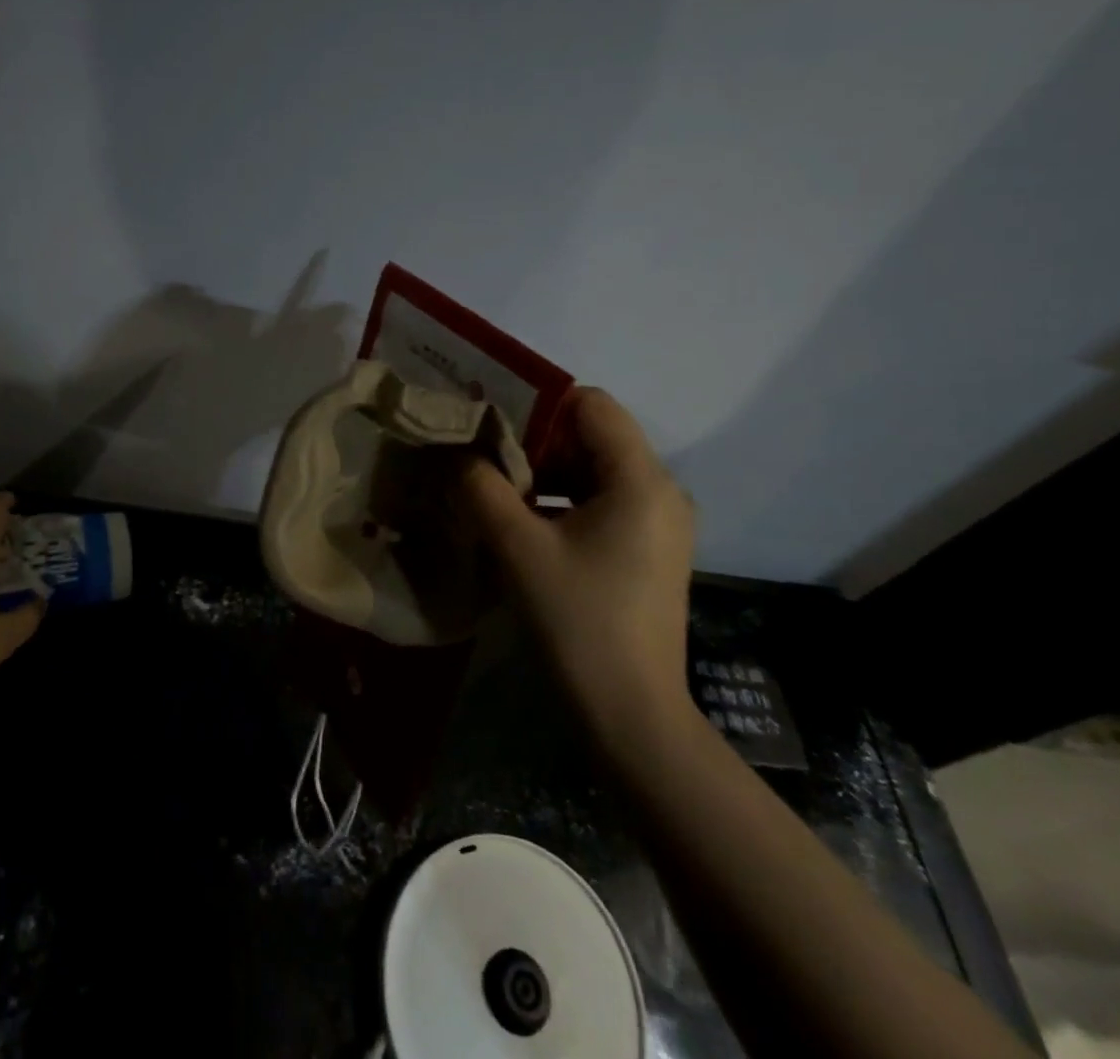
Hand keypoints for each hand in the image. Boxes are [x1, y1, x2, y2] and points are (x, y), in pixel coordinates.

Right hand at [463, 388, 695, 716]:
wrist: (631, 715)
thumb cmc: (578, 621)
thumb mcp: (517, 547)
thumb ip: (481, 487)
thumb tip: (458, 454)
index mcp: (641, 479)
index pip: (591, 404)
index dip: (538, 403)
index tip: (490, 422)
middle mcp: (661, 490)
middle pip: (593, 436)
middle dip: (534, 440)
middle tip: (481, 455)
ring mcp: (659, 523)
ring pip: (595, 470)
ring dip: (544, 473)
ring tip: (493, 488)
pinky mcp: (648, 550)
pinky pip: (602, 501)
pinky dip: (562, 500)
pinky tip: (522, 522)